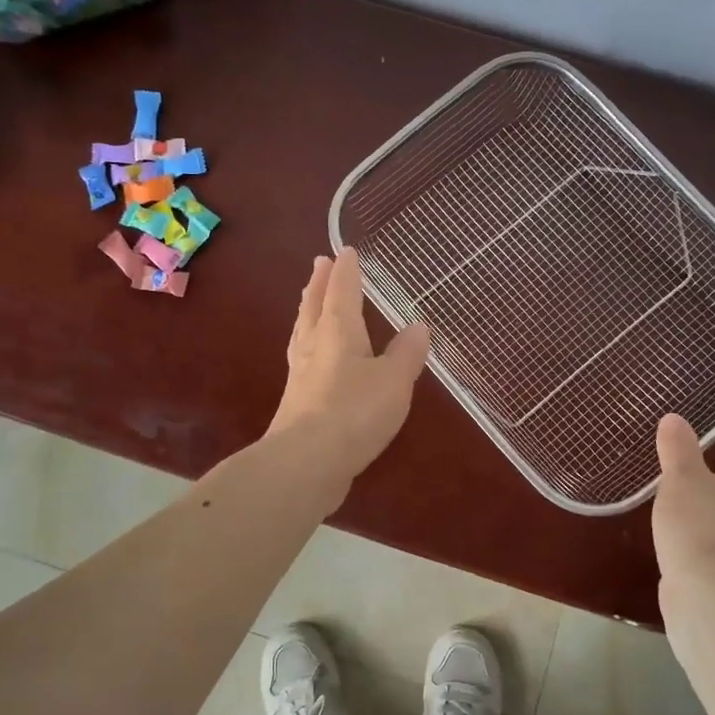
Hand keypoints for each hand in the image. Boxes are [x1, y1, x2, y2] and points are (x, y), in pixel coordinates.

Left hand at [267, 248, 430, 485]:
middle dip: (319, 285)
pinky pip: (303, 360)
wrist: (307, 462)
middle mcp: (314, 347)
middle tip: (319, 264)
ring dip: (308, 312)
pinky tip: (313, 359)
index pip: (342, 292)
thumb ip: (406, 353)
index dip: (347, 272)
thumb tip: (417, 326)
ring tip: (310, 303)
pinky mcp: (297, 403)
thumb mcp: (394, 380)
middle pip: (314, 307)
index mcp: (338, 332)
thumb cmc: (354, 412)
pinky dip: (308, 346)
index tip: (346, 252)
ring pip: (303, 333)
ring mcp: (301, 376)